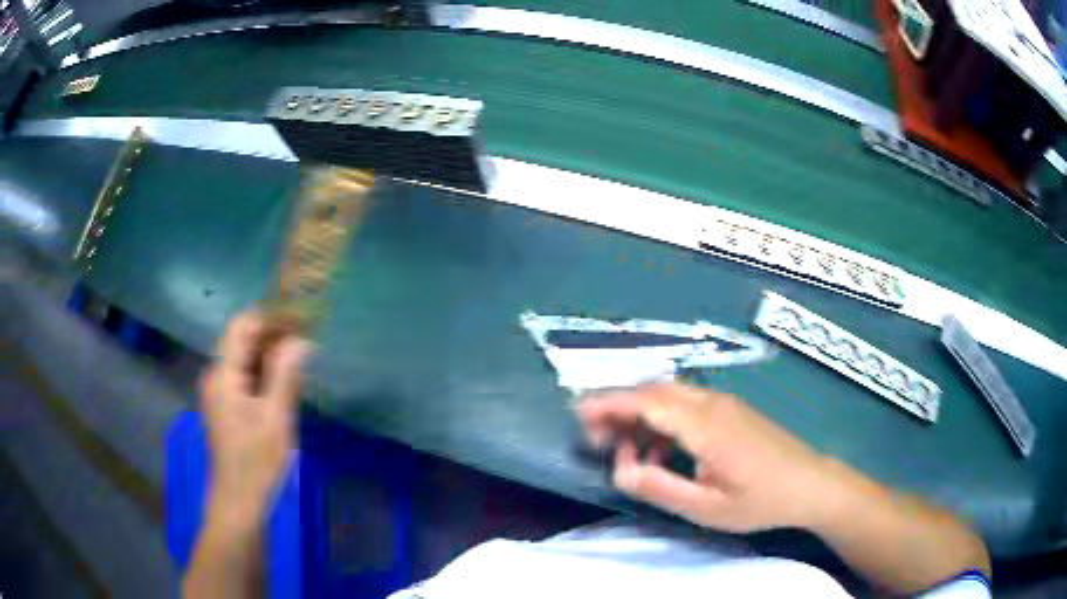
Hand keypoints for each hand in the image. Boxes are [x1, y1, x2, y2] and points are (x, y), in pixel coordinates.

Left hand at [200, 311, 310, 522]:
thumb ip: (285, 375)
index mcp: (223, 374)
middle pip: (242, 340)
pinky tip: (286, 384)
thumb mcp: (275, 419)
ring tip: (302, 360)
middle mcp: (216, 376)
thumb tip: (300, 340)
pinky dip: (265, 374)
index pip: (242, 326)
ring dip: (271, 355)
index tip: (301, 321)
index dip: (270, 317)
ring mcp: (219, 392)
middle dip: (274, 336)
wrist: (239, 503)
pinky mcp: (226, 406)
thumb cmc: (256, 464)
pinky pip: (245, 377)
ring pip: (245, 359)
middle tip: (307, 342)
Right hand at [577, 383, 835, 532]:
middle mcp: (712, 403)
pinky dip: (662, 421)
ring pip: (670, 396)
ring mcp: (724, 403)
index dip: (609, 403)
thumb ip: (659, 487)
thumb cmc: (760, 500)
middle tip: (594, 435)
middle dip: (619, 406)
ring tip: (623, 449)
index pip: (647, 401)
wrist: (811, 484)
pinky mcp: (731, 411)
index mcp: (706, 425)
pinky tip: (662, 451)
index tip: (578, 413)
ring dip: (641, 414)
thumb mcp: (706, 507)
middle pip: (655, 391)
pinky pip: (686, 405)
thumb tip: (619, 470)